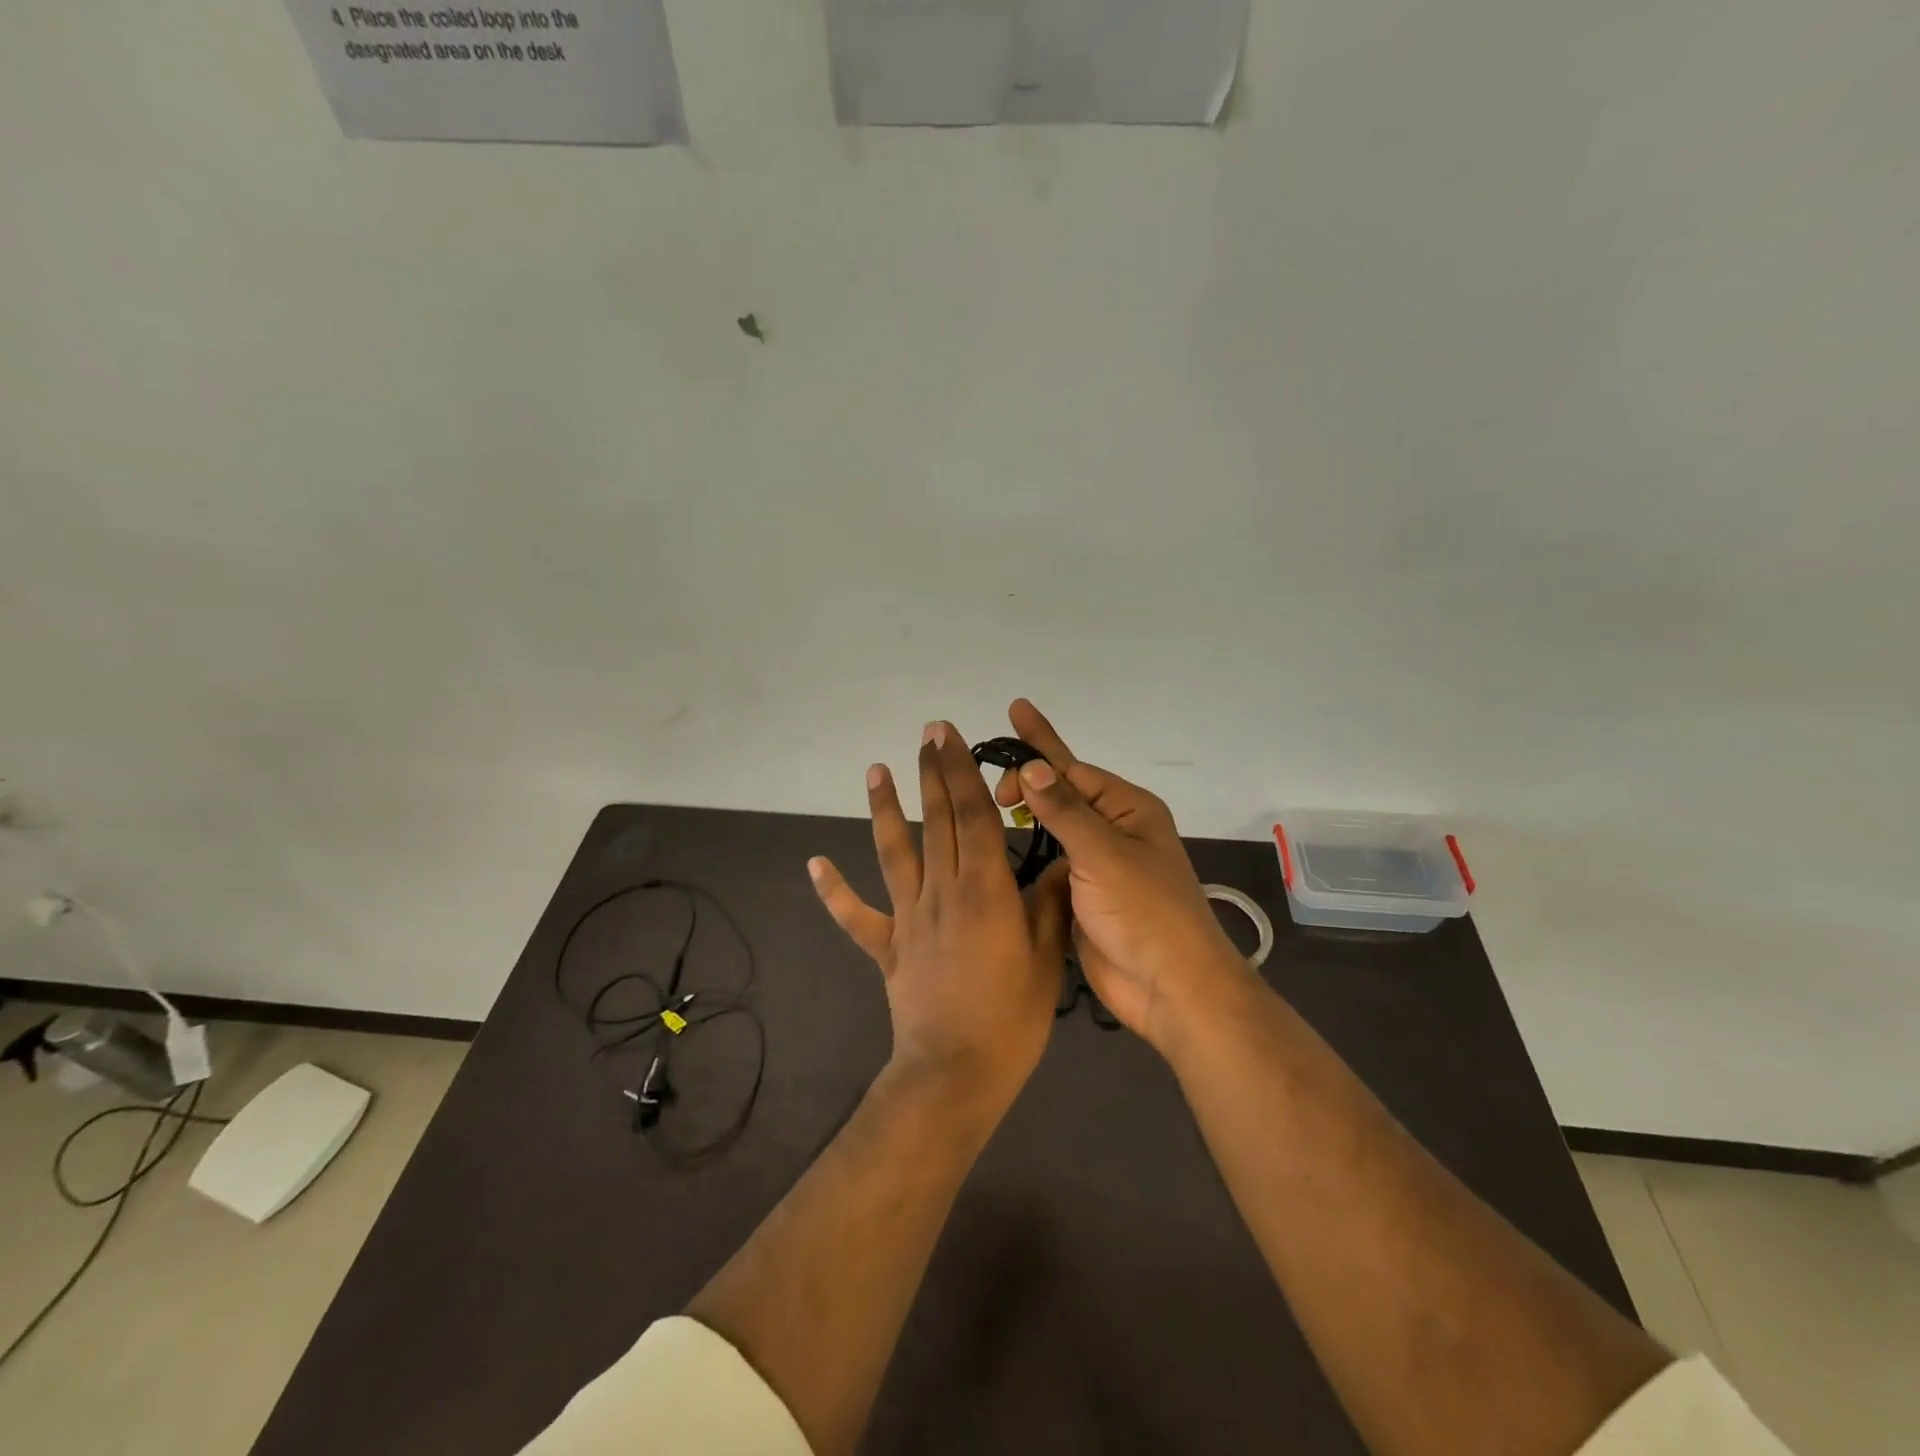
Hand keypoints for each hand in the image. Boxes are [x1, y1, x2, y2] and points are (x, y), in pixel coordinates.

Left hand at [809, 720, 1070, 1116]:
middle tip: (926, 733)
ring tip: (875, 771)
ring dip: (885, 809)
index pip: (974, 816)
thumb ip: (1050, 905)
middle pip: (937, 820)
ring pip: (895, 852)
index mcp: (985, 889)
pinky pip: (856, 916)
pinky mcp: (887, 946)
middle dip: (931, 772)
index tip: (951, 736)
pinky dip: (834, 891)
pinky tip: (815, 864)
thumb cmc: (1011, 1019)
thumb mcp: (1048, 960)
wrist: (955, 1073)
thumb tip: (1061, 862)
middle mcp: (943, 891)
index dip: (962, 771)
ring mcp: (909, 917)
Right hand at [988, 699, 1245, 1052]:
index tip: (1013, 712)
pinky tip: (997, 848)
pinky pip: (1049, 863)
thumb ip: (1064, 811)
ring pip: (1053, 829)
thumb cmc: (1145, 912)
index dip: (1040, 746)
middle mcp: (1113, 830)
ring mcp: (1097, 866)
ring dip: (1026, 815)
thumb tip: (1031, 768)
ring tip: (986, 803)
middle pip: (1062, 794)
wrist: (1169, 989)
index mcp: (1128, 810)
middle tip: (990, 792)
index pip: (1074, 768)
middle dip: (1028, 782)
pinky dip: (1025, 853)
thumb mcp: (1104, 854)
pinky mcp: (1081, 898)